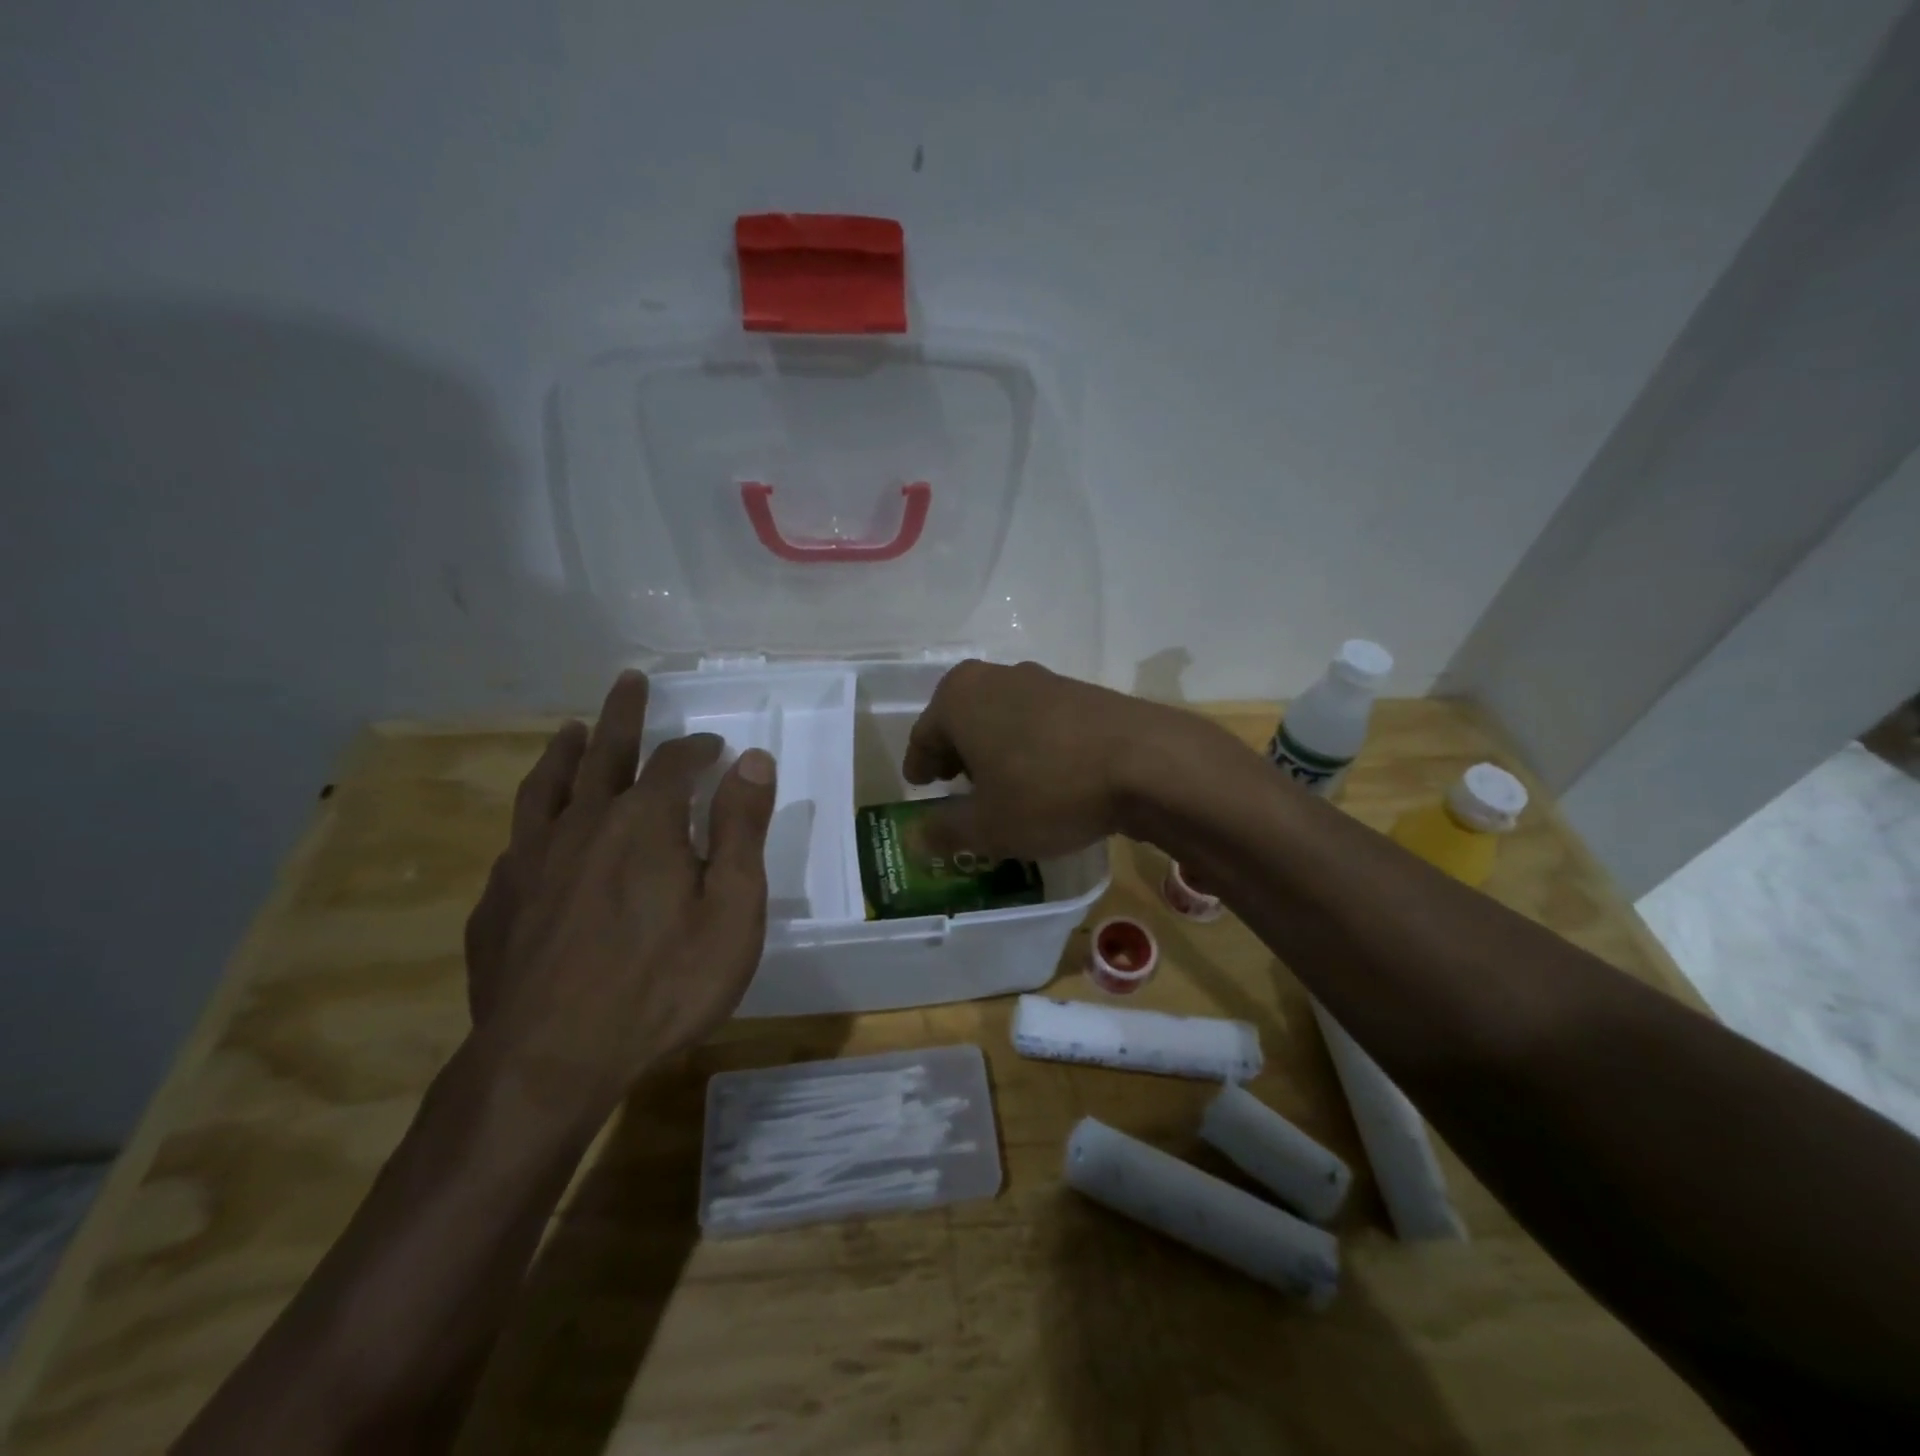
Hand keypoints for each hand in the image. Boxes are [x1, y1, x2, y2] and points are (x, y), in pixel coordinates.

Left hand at [463, 670, 775, 1119]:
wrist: (550, 1062)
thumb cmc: (662, 985)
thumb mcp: (730, 909)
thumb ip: (741, 829)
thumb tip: (752, 759)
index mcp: (644, 823)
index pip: (674, 762)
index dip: (697, 747)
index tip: (715, 746)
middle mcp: (582, 825)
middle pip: (604, 752)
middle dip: (623, 714)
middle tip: (629, 681)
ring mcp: (531, 862)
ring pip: (546, 787)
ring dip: (564, 752)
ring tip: (572, 731)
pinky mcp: (498, 903)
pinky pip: (517, 842)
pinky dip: (534, 820)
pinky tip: (537, 833)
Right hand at [903, 659, 1216, 860]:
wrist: (1146, 762)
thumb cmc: (1047, 790)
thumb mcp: (987, 826)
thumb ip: (944, 830)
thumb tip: (915, 838)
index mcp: (958, 698)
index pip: (923, 735)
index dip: (919, 766)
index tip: (919, 785)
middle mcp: (996, 677)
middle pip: (961, 720)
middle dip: (955, 754)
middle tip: (954, 786)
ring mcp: (1042, 680)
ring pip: (1000, 717)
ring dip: (993, 748)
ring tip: (1000, 784)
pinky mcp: (1081, 693)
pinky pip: (1037, 721)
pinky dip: (1028, 745)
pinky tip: (1043, 775)